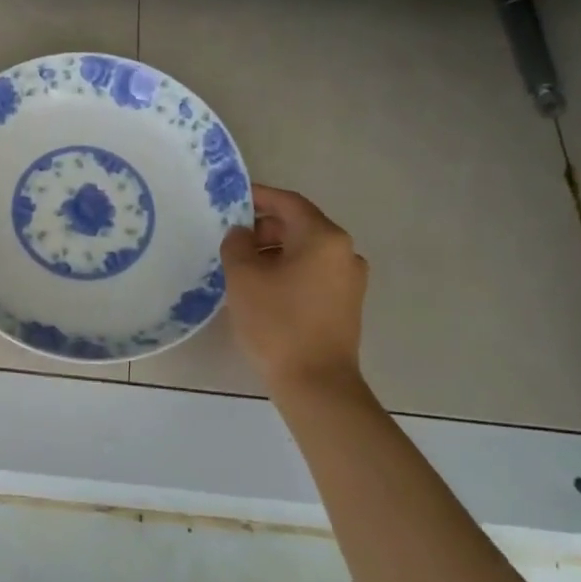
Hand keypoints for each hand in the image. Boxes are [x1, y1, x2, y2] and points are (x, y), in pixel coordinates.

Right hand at [221, 185, 372, 399]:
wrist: (317, 385)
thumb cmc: (278, 323)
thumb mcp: (244, 277)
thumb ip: (237, 244)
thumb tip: (242, 234)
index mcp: (324, 237)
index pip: (288, 203)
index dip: (258, 196)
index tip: (231, 198)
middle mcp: (345, 252)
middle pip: (299, 225)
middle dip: (264, 227)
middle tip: (231, 238)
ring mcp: (350, 280)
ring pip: (305, 251)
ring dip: (274, 251)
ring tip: (242, 265)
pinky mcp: (346, 304)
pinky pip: (313, 273)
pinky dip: (288, 270)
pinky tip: (263, 288)